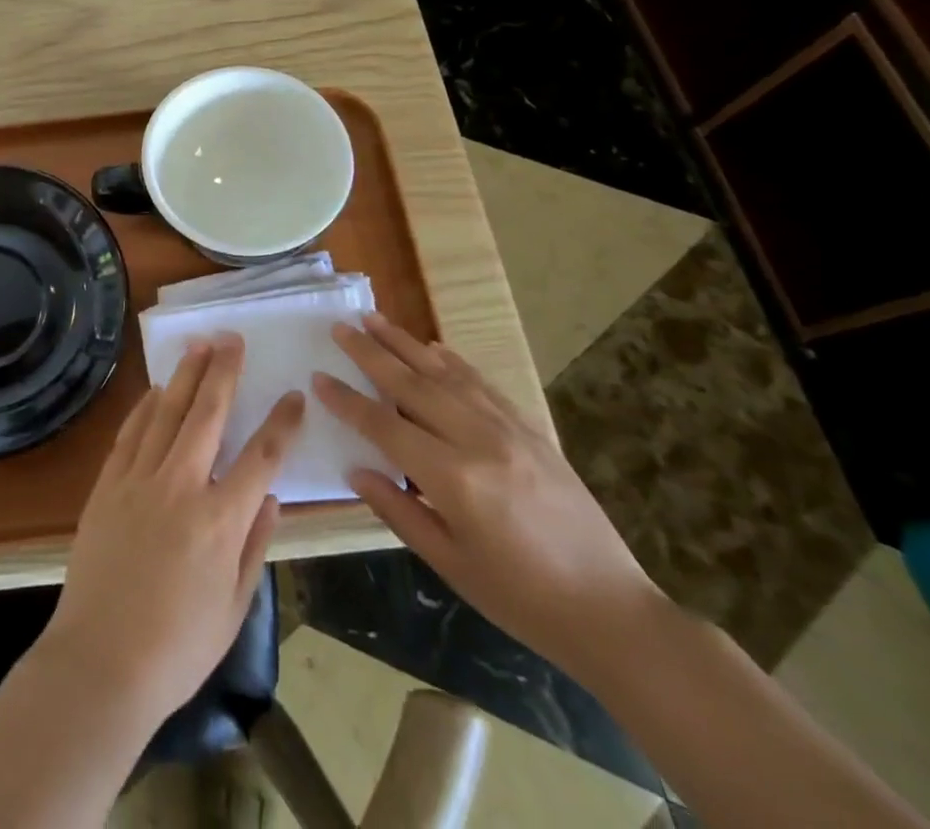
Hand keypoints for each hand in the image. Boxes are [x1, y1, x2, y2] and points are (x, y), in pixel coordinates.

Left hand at [42, 335, 304, 727]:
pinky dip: (145, 407)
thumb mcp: (233, 607)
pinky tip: (156, 390)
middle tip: (232, 339)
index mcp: (220, 521)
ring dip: (184, 376)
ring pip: (166, 413)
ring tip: (198, 345)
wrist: (100, 662)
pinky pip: (130, 433)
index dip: (281, 422)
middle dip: (223, 372)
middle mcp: (181, 487)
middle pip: (207, 414)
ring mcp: (139, 480)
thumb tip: (270, 498)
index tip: (294, 395)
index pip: (261, 457)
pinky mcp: (108, 485)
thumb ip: (255, 546)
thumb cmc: (177, 647)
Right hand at [312, 313, 662, 681]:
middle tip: (339, 327)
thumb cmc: (520, 598)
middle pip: (412, 384)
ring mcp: (508, 429)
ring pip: (445, 373)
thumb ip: (398, 511)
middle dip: (371, 353)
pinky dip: (452, 361)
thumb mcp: (450, 564)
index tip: (318, 377)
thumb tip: (356, 469)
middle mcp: (478, 440)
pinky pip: (482, 384)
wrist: (610, 610)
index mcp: (454, 479)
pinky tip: (432, 347)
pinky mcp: (530, 429)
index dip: (348, 401)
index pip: (385, 425)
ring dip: (406, 343)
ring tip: (374, 319)